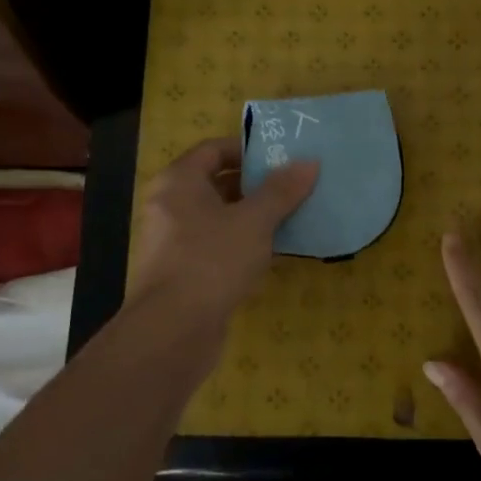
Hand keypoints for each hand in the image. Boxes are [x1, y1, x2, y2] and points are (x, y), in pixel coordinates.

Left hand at [127, 137, 317, 326]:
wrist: (172, 332)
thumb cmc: (211, 260)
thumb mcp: (254, 221)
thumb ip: (281, 190)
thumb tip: (309, 162)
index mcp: (179, 182)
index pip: (214, 149)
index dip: (247, 149)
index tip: (281, 156)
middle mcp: (170, 205)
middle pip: (216, 182)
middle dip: (255, 184)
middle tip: (294, 185)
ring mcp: (174, 241)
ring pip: (218, 216)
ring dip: (252, 215)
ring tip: (292, 214)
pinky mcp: (183, 272)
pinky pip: (216, 245)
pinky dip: (242, 242)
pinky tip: (272, 251)